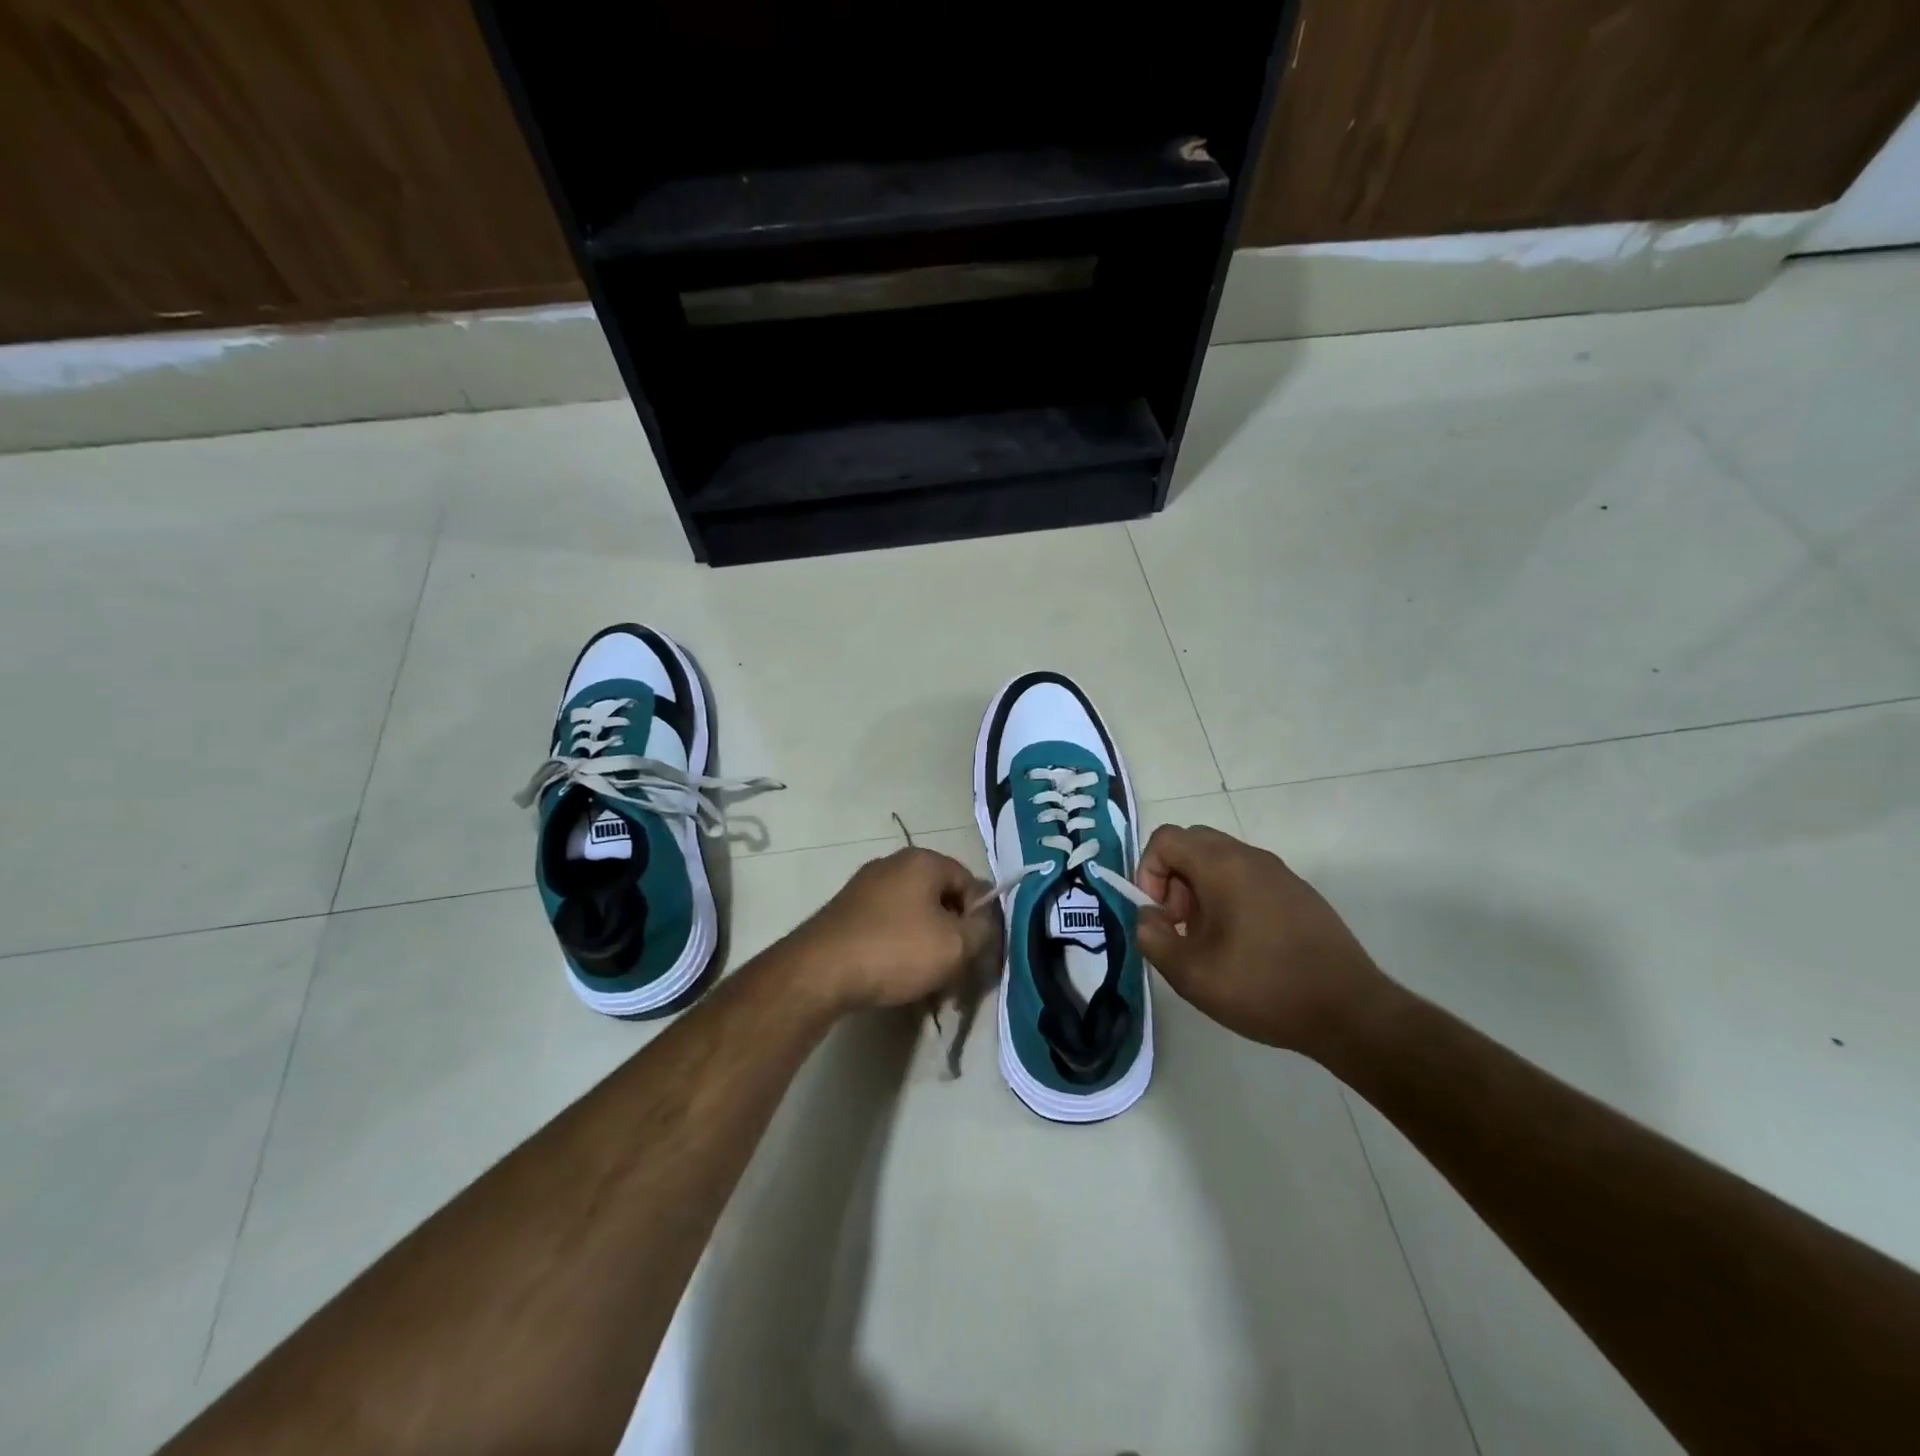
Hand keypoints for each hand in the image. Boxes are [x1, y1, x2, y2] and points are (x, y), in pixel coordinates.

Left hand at [787, 848, 998, 1012]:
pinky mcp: (847, 912)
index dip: (981, 920)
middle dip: (953, 939)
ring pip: (915, 918)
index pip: (971, 883)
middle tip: (955, 976)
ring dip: (928, 949)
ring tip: (928, 987)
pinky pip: (888, 927)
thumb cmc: (895, 950)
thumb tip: (986, 919)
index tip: (977, 955)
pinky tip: (898, 979)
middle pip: (942, 901)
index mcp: (923, 861)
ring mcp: (866, 887)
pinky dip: (900, 950)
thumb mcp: (956, 945)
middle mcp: (894, 864)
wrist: (820, 972)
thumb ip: (983, 929)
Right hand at [1135, 825, 1387, 1053]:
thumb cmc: (1264, 987)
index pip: (1166, 839)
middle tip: (1181, 925)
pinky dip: (1229, 898)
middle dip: (1173, 879)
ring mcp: (1279, 873)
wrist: (1350, 1012)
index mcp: (1222, 866)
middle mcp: (1250, 857)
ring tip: (1209, 941)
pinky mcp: (1298, 893)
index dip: (1147, 871)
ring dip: (1200, 890)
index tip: (1158, 915)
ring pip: (1221, 861)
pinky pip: (1248, 878)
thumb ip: (1153, 937)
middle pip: (1193, 844)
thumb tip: (1148, 916)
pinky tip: (1243, 946)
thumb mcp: (1190, 974)